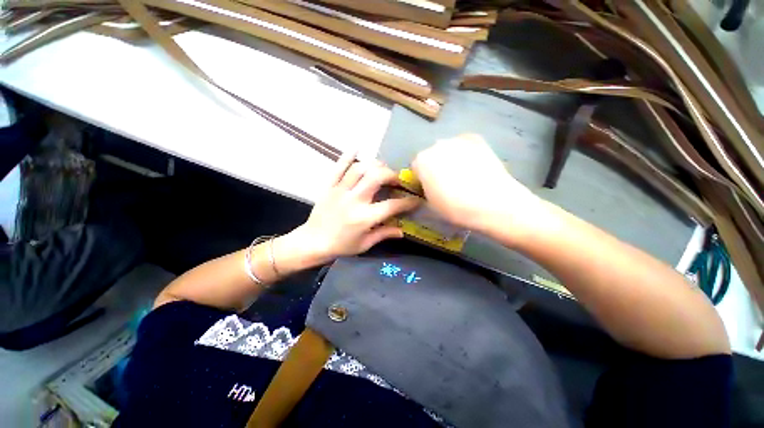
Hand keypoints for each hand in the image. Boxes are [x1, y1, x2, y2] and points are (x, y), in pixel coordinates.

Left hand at [289, 152, 419, 265]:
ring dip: (375, 165)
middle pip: (376, 178)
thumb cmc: (341, 246)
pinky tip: (357, 148)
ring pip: (360, 169)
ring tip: (382, 169)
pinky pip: (338, 167)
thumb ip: (384, 234)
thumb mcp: (365, 244)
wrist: (312, 242)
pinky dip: (348, 156)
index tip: (416, 199)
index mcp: (365, 218)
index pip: (392, 205)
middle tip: (396, 179)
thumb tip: (402, 231)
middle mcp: (354, 200)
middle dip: (391, 175)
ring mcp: (340, 191)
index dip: (407, 202)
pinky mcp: (330, 186)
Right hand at [412, 134, 546, 241]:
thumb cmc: (455, 208)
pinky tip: (474, 166)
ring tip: (463, 175)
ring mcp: (458, 140)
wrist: (493, 203)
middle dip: (435, 167)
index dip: (422, 179)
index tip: (430, 188)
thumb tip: (429, 183)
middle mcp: (437, 145)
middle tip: (446, 182)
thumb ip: (424, 188)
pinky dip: (465, 153)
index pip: (416, 167)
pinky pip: (464, 145)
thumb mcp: (430, 203)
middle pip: (431, 156)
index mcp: (422, 161)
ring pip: (447, 150)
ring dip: (450, 159)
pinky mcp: (477, 139)